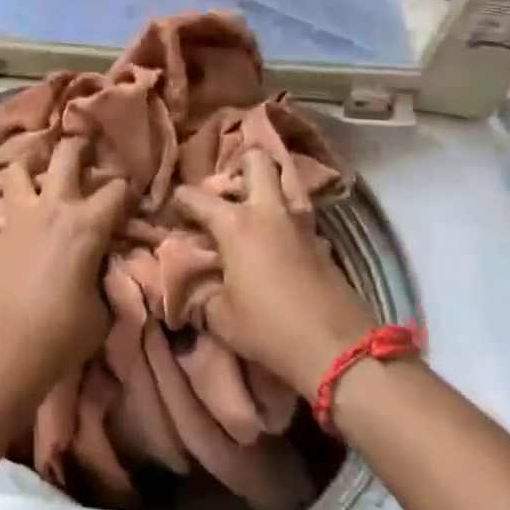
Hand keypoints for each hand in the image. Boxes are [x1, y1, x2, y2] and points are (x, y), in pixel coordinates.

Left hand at [0, 137, 129, 387]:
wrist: (6, 346)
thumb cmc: (63, 331)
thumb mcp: (103, 308)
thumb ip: (107, 275)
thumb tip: (108, 264)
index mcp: (87, 224)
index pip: (118, 189)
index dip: (129, 190)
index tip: (132, 196)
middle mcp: (53, 207)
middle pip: (67, 154)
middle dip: (80, 146)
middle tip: (86, 149)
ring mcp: (20, 215)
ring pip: (22, 168)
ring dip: (33, 165)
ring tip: (41, 172)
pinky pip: (3, 201)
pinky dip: (13, 199)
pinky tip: (19, 212)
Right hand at [173, 149, 375, 394]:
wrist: (338, 348)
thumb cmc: (269, 328)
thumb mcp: (220, 317)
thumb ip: (199, 294)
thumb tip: (188, 286)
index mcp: (235, 223)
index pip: (196, 196)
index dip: (179, 199)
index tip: (171, 208)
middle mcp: (267, 211)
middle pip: (256, 160)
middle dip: (239, 165)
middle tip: (226, 190)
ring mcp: (299, 223)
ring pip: (284, 182)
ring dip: (267, 187)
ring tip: (251, 209)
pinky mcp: (321, 241)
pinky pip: (298, 213)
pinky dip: (284, 217)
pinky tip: (276, 239)